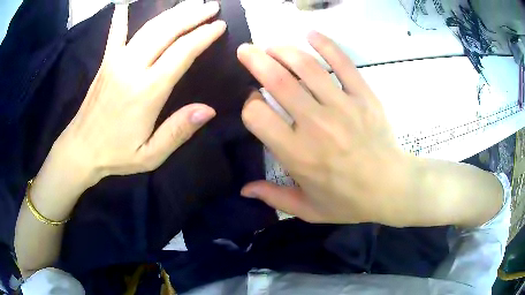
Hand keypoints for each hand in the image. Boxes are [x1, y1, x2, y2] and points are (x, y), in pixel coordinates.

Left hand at [46, 1, 225, 188]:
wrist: (80, 150)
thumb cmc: (115, 154)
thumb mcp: (150, 154)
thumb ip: (178, 131)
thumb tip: (209, 110)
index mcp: (146, 90)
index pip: (182, 52)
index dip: (203, 36)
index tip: (220, 26)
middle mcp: (132, 67)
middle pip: (167, 31)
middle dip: (193, 15)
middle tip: (212, 6)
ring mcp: (116, 60)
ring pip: (149, 27)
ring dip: (173, 12)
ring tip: (191, 3)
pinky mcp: (106, 61)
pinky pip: (117, 33)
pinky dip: (123, 17)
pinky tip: (125, 5)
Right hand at [237, 32, 417, 225]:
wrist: (392, 188)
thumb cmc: (349, 202)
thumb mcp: (308, 209)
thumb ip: (273, 197)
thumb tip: (243, 189)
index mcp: (297, 153)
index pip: (258, 115)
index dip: (249, 104)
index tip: (253, 102)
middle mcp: (315, 124)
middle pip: (277, 81)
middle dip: (255, 61)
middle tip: (245, 50)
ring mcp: (342, 106)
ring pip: (306, 67)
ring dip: (284, 50)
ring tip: (272, 45)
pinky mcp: (363, 96)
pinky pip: (343, 63)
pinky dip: (326, 45)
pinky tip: (311, 34)